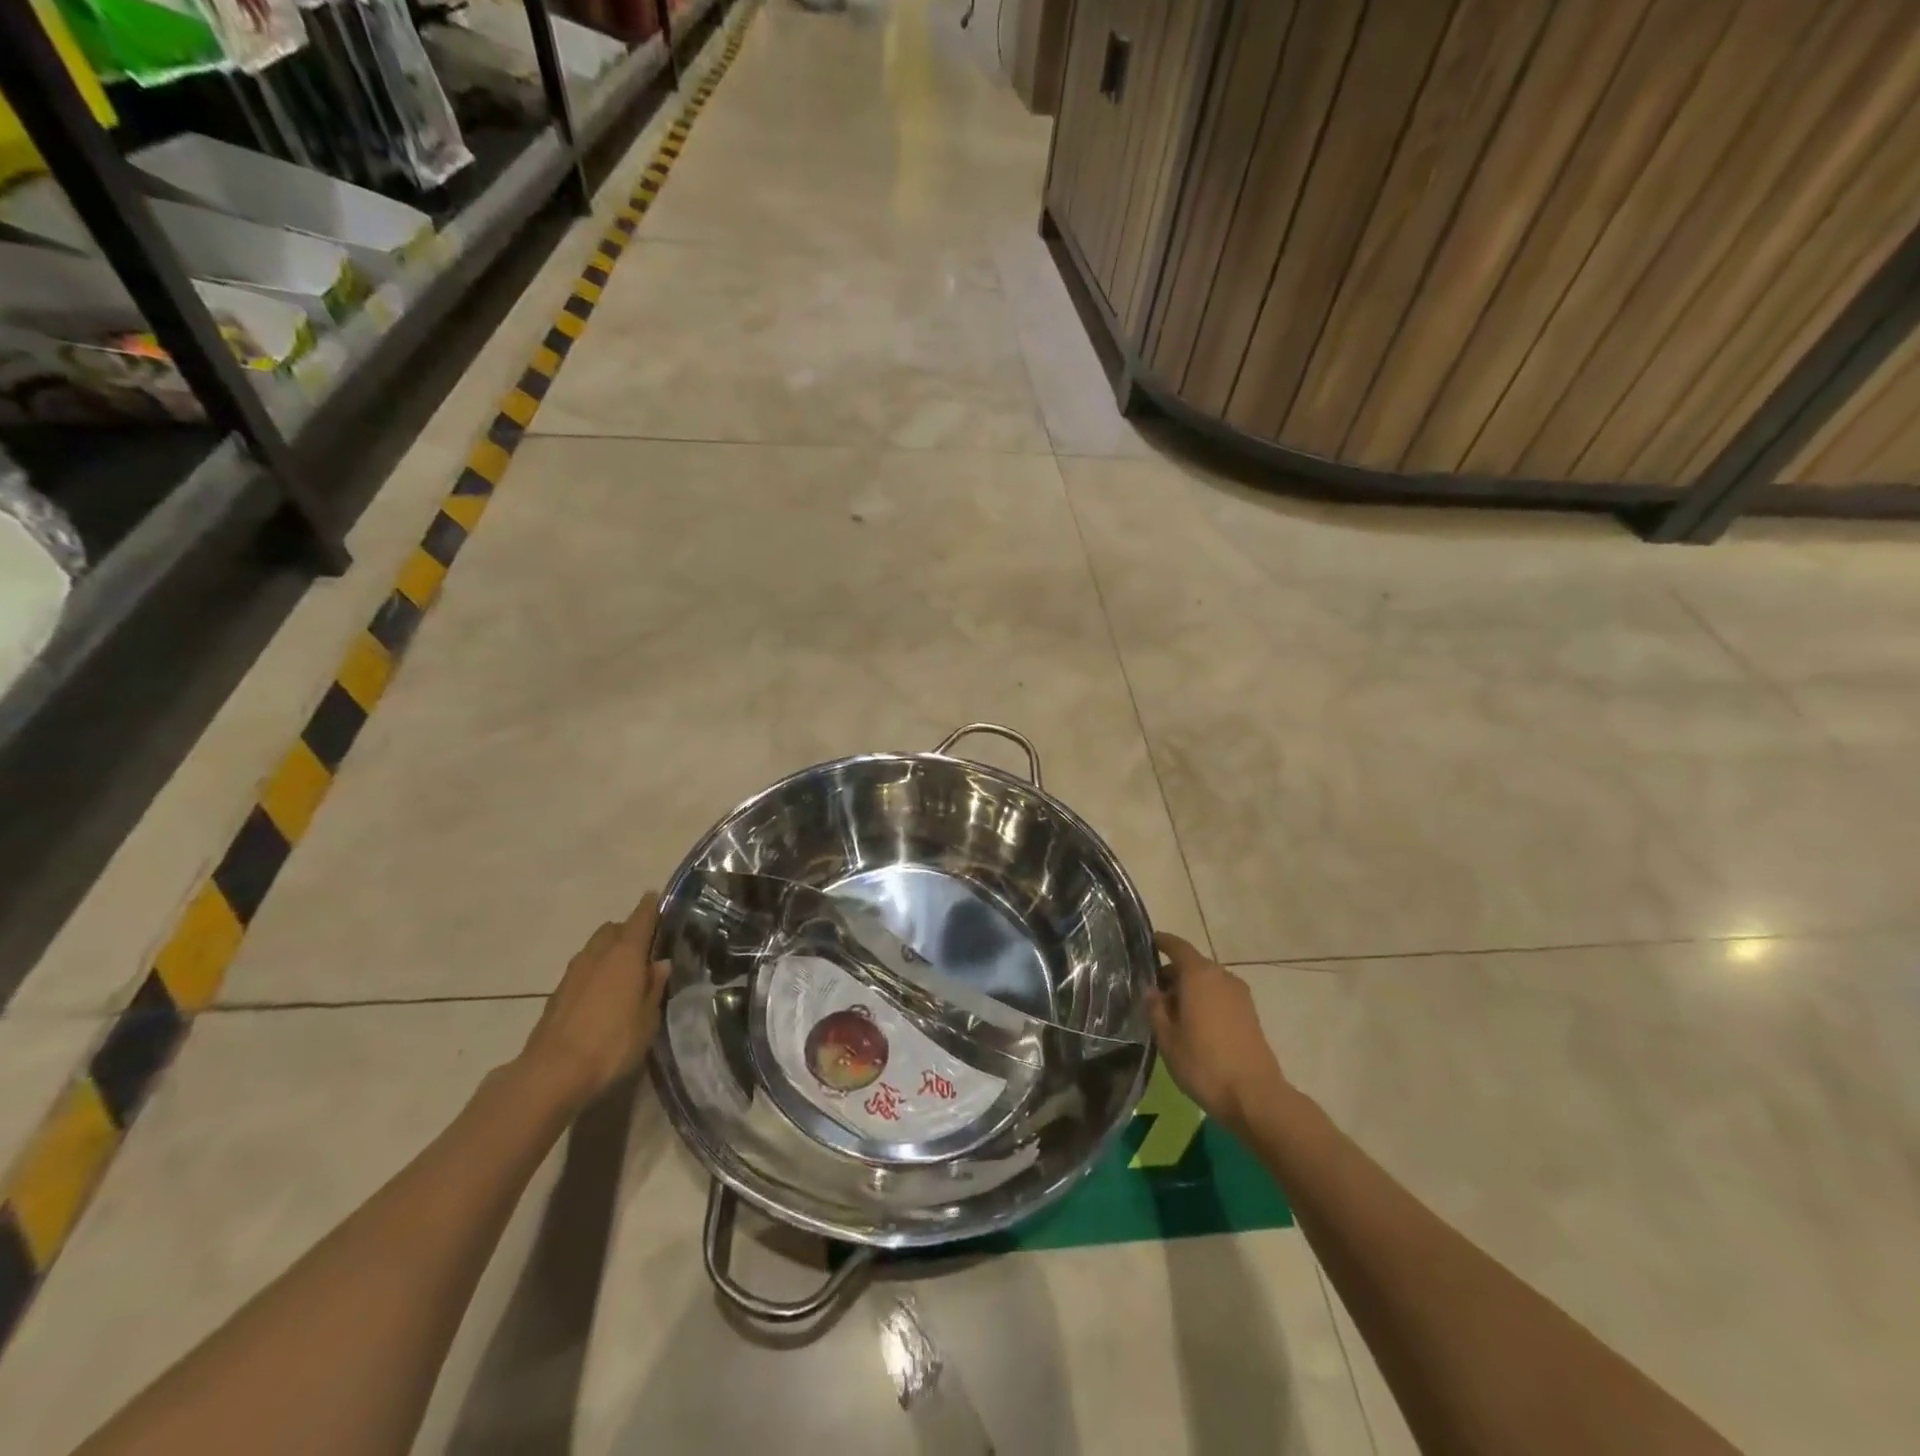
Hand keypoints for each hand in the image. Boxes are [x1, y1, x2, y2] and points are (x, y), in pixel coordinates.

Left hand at [516, 891, 671, 1114]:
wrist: (552, 1073)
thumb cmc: (611, 1043)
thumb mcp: (647, 1019)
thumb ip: (654, 987)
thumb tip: (659, 963)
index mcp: (625, 954)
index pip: (641, 918)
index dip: (650, 907)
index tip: (657, 898)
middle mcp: (598, 955)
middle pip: (613, 929)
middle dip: (628, 931)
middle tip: (645, 948)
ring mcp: (573, 973)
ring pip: (595, 948)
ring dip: (609, 951)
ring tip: (625, 973)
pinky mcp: (557, 993)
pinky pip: (583, 969)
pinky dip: (595, 971)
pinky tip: (603, 994)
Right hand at [1149, 933, 1288, 1133]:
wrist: (1255, 1097)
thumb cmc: (1203, 1064)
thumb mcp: (1167, 1038)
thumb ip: (1156, 1009)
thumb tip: (1153, 990)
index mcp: (1199, 975)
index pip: (1178, 947)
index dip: (1162, 942)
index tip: (1149, 942)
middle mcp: (1222, 977)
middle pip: (1193, 965)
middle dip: (1173, 974)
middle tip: (1152, 991)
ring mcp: (1240, 996)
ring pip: (1208, 982)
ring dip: (1189, 990)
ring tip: (1171, 1012)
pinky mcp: (1250, 1014)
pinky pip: (1220, 996)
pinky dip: (1205, 1001)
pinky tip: (1193, 1025)